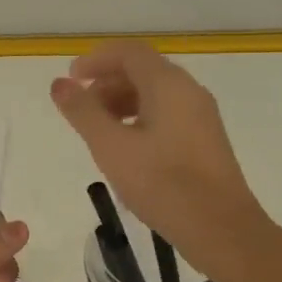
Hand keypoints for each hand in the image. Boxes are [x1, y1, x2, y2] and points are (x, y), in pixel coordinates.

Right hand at [51, 41, 266, 271]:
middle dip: (107, 82)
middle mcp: (189, 91)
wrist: (221, 229)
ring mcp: (201, 116)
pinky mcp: (205, 140)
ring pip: (156, 94)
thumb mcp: (111, 147)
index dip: (96, 59)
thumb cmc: (162, 183)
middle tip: (81, 109)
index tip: (71, 79)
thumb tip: (60, 83)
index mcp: (168, 85)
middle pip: (143, 70)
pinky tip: (127, 149)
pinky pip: (167, 114)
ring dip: (122, 101)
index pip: (129, 52)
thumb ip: (83, 112)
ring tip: (99, 131)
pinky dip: (140, 118)